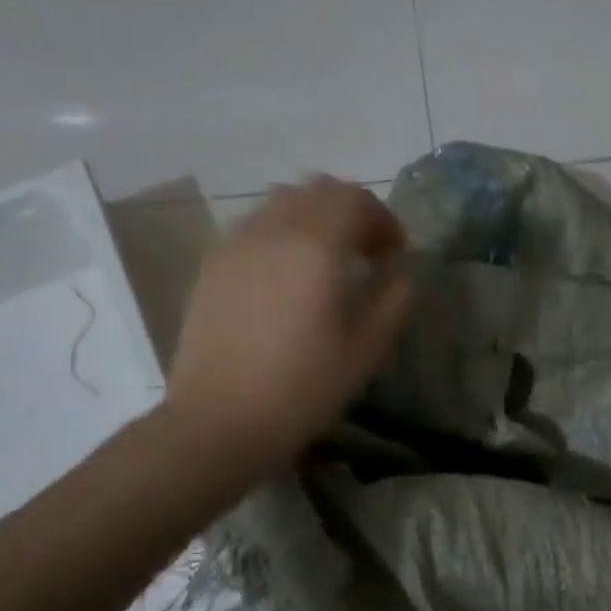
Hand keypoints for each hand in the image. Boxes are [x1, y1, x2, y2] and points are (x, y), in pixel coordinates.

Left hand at [161, 178, 411, 476]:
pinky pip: (255, 225)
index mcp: (316, 245)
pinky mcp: (212, 264)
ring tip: (326, 259)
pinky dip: (282, 233)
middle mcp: (273, 229)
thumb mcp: (368, 348)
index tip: (394, 254)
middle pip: (318, 189)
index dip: (383, 220)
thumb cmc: (304, 387)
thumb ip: (394, 297)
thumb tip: (398, 270)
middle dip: (351, 211)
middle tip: (366, 252)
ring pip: (282, 201)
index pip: (356, 200)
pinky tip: (287, 276)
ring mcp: (236, 243)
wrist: (221, 420)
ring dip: (315, 217)